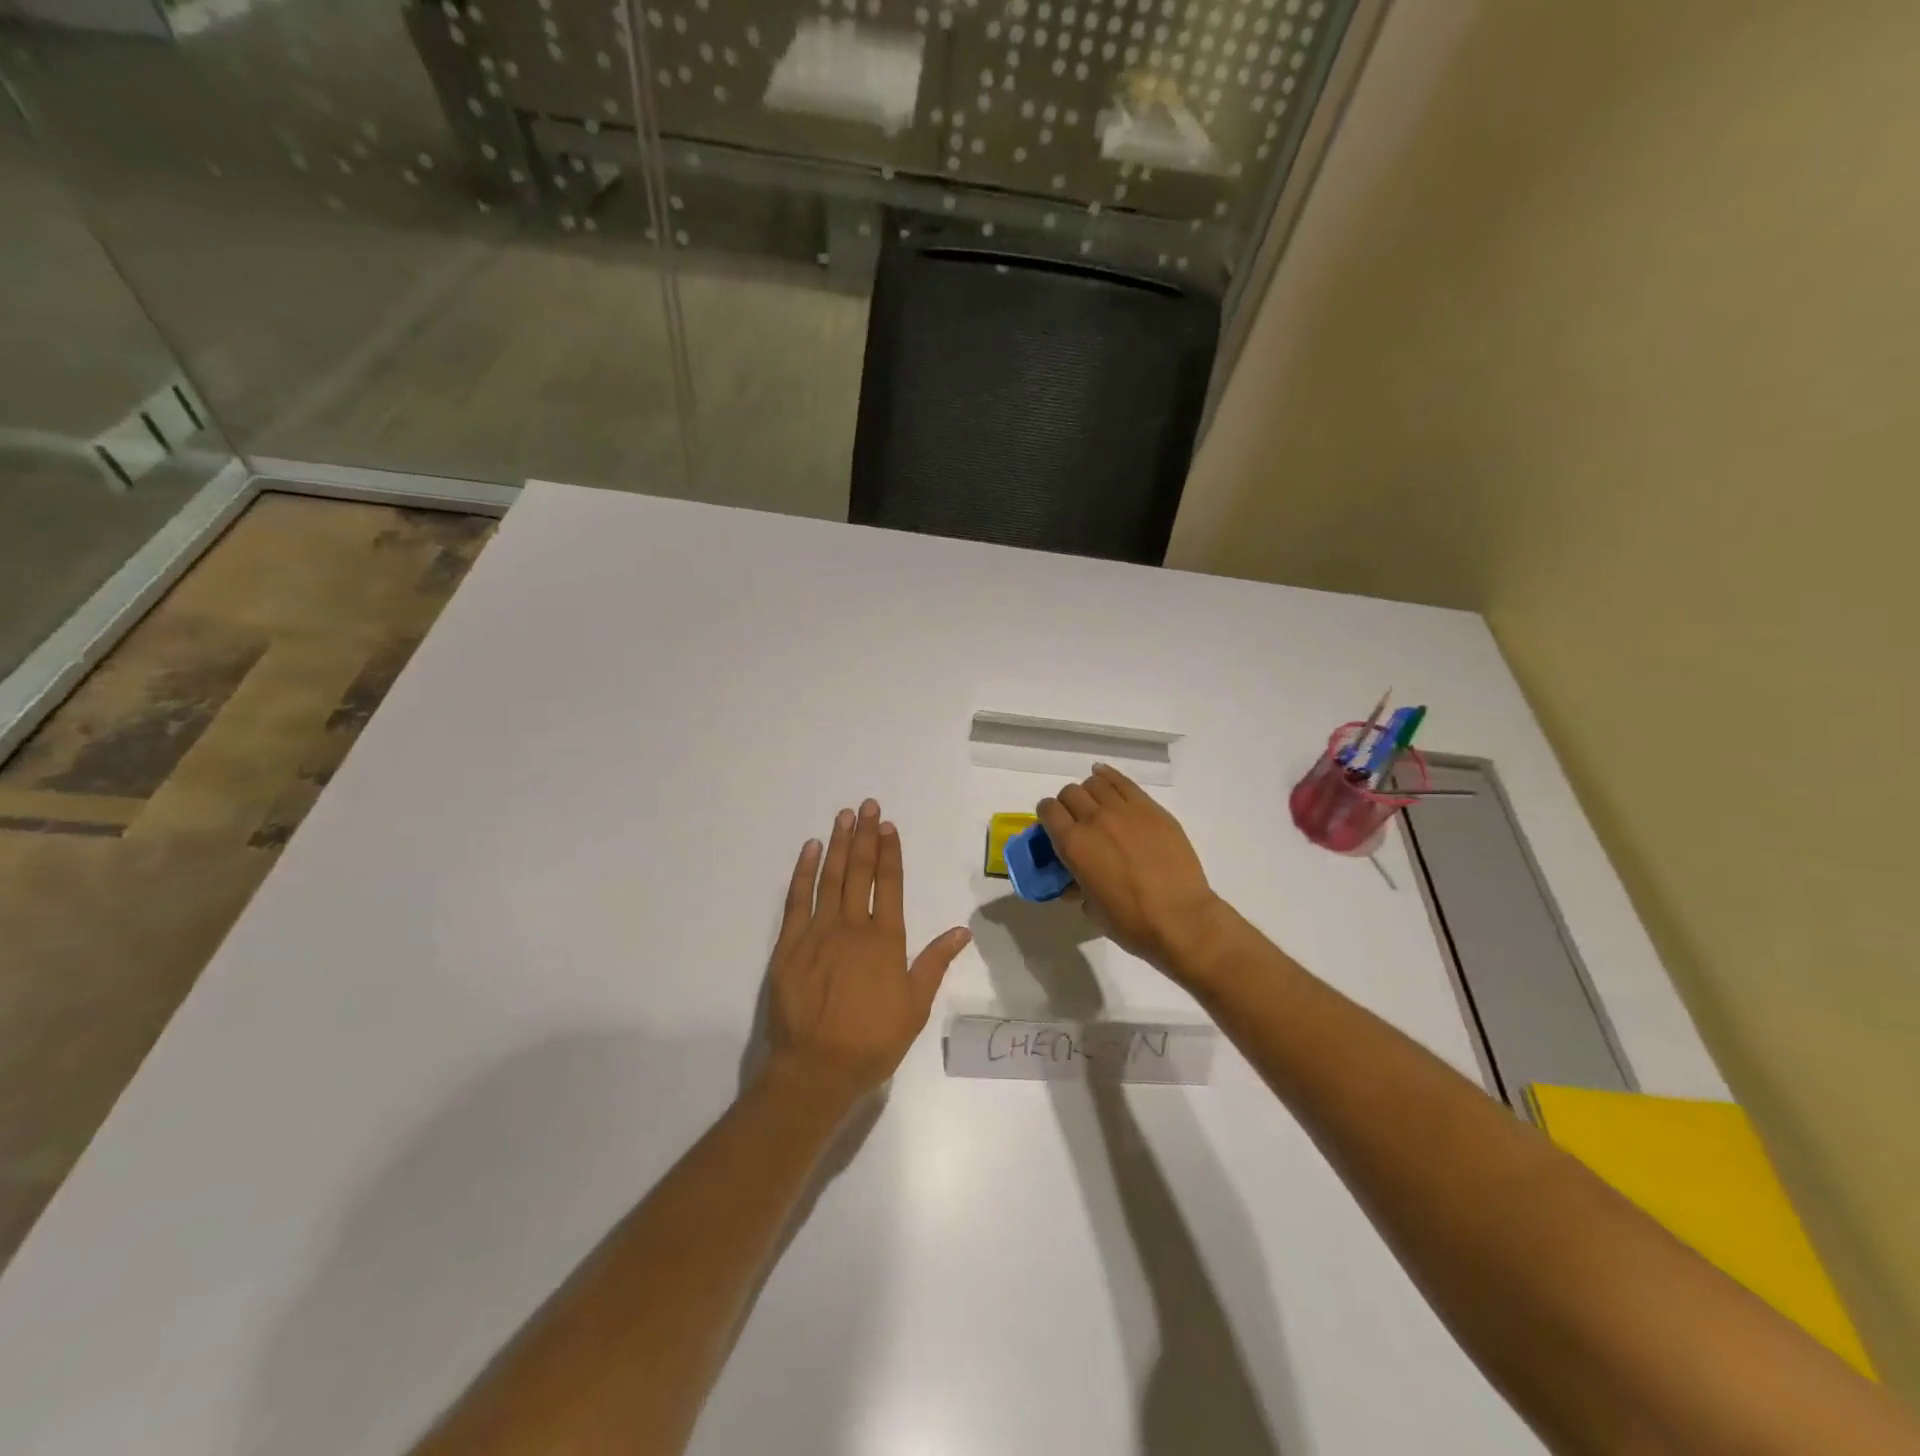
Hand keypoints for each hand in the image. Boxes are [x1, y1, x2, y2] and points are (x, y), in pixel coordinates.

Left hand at [762, 799, 970, 1113]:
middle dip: (865, 836)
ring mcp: (817, 932)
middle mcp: (852, 927)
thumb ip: (935, 963)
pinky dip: (804, 871)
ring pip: (830, 878)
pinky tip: (811, 850)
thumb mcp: (915, 1006)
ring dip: (839, 844)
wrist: (817, 1068)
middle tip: (867, 806)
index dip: (890, 852)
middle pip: (860, 872)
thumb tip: (961, 930)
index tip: (889, 826)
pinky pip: (796, 899)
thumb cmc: (872, 1041)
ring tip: (844, 816)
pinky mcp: (788, 945)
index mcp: (885, 940)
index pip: (889, 885)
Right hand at [1037, 764, 1228, 977]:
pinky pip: (1124, 782)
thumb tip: (1074, 884)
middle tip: (1077, 821)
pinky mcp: (1151, 809)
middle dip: (1068, 805)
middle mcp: (1094, 819)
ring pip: (1096, 783)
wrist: (1181, 919)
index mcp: (1073, 844)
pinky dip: (1109, 777)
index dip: (1047, 816)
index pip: (1048, 810)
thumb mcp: (1091, 909)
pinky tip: (1106, 779)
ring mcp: (1125, 810)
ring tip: (1097, 806)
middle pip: (1070, 793)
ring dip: (1090, 792)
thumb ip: (1077, 888)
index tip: (1052, 827)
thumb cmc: (1131, 922)